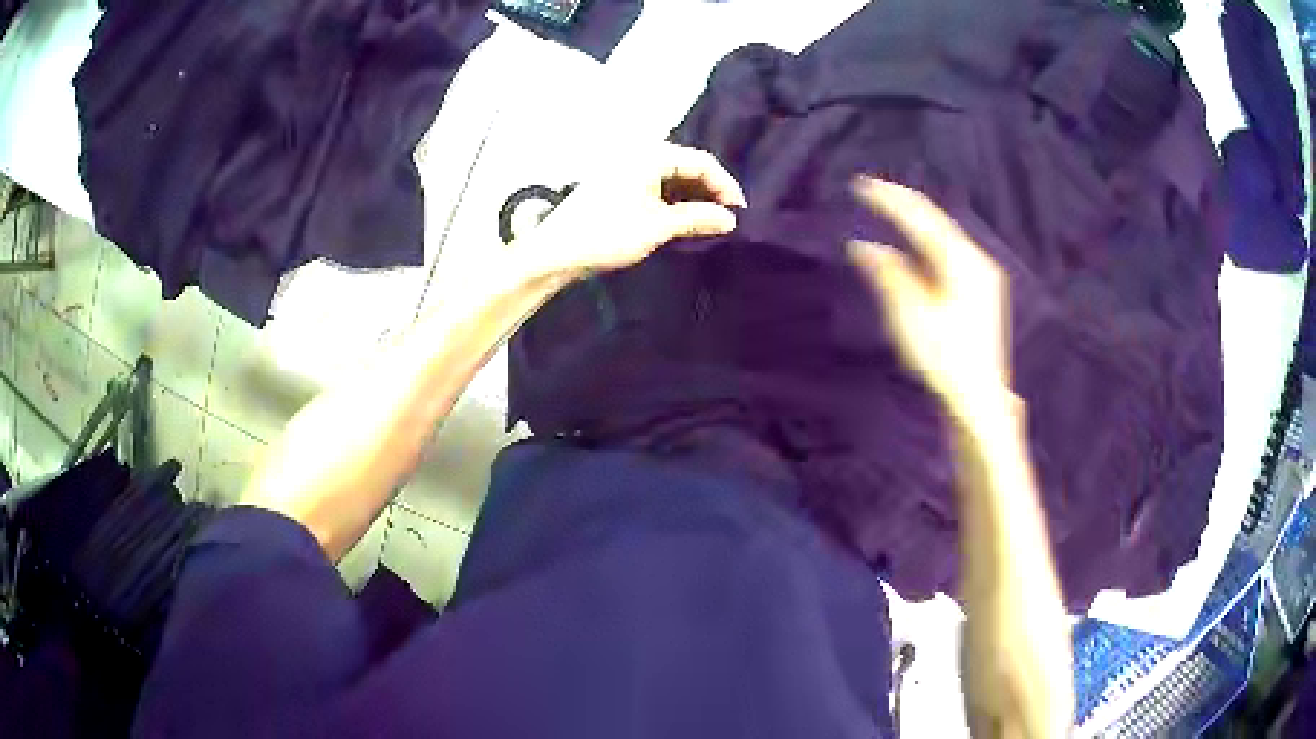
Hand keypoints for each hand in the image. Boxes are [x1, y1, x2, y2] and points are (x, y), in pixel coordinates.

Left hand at [514, 142, 746, 280]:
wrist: (555, 252)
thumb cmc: (607, 234)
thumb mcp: (658, 226)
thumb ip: (698, 218)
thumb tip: (731, 220)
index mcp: (650, 154)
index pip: (701, 161)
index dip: (725, 185)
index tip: (740, 213)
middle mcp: (639, 154)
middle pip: (686, 167)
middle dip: (710, 192)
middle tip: (726, 220)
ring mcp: (625, 169)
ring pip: (671, 178)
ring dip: (692, 199)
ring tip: (707, 224)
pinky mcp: (616, 185)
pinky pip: (655, 186)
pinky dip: (672, 202)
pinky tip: (681, 221)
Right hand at [848, 176, 1011, 419]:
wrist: (979, 399)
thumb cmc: (944, 358)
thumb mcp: (909, 315)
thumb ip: (887, 274)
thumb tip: (863, 246)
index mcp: (960, 261)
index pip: (920, 217)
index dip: (889, 199)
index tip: (860, 185)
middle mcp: (976, 261)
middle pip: (935, 222)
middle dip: (902, 207)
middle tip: (871, 191)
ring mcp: (982, 278)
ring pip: (943, 239)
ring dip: (914, 226)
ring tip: (888, 213)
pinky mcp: (981, 294)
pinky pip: (949, 256)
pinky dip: (925, 248)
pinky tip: (912, 252)